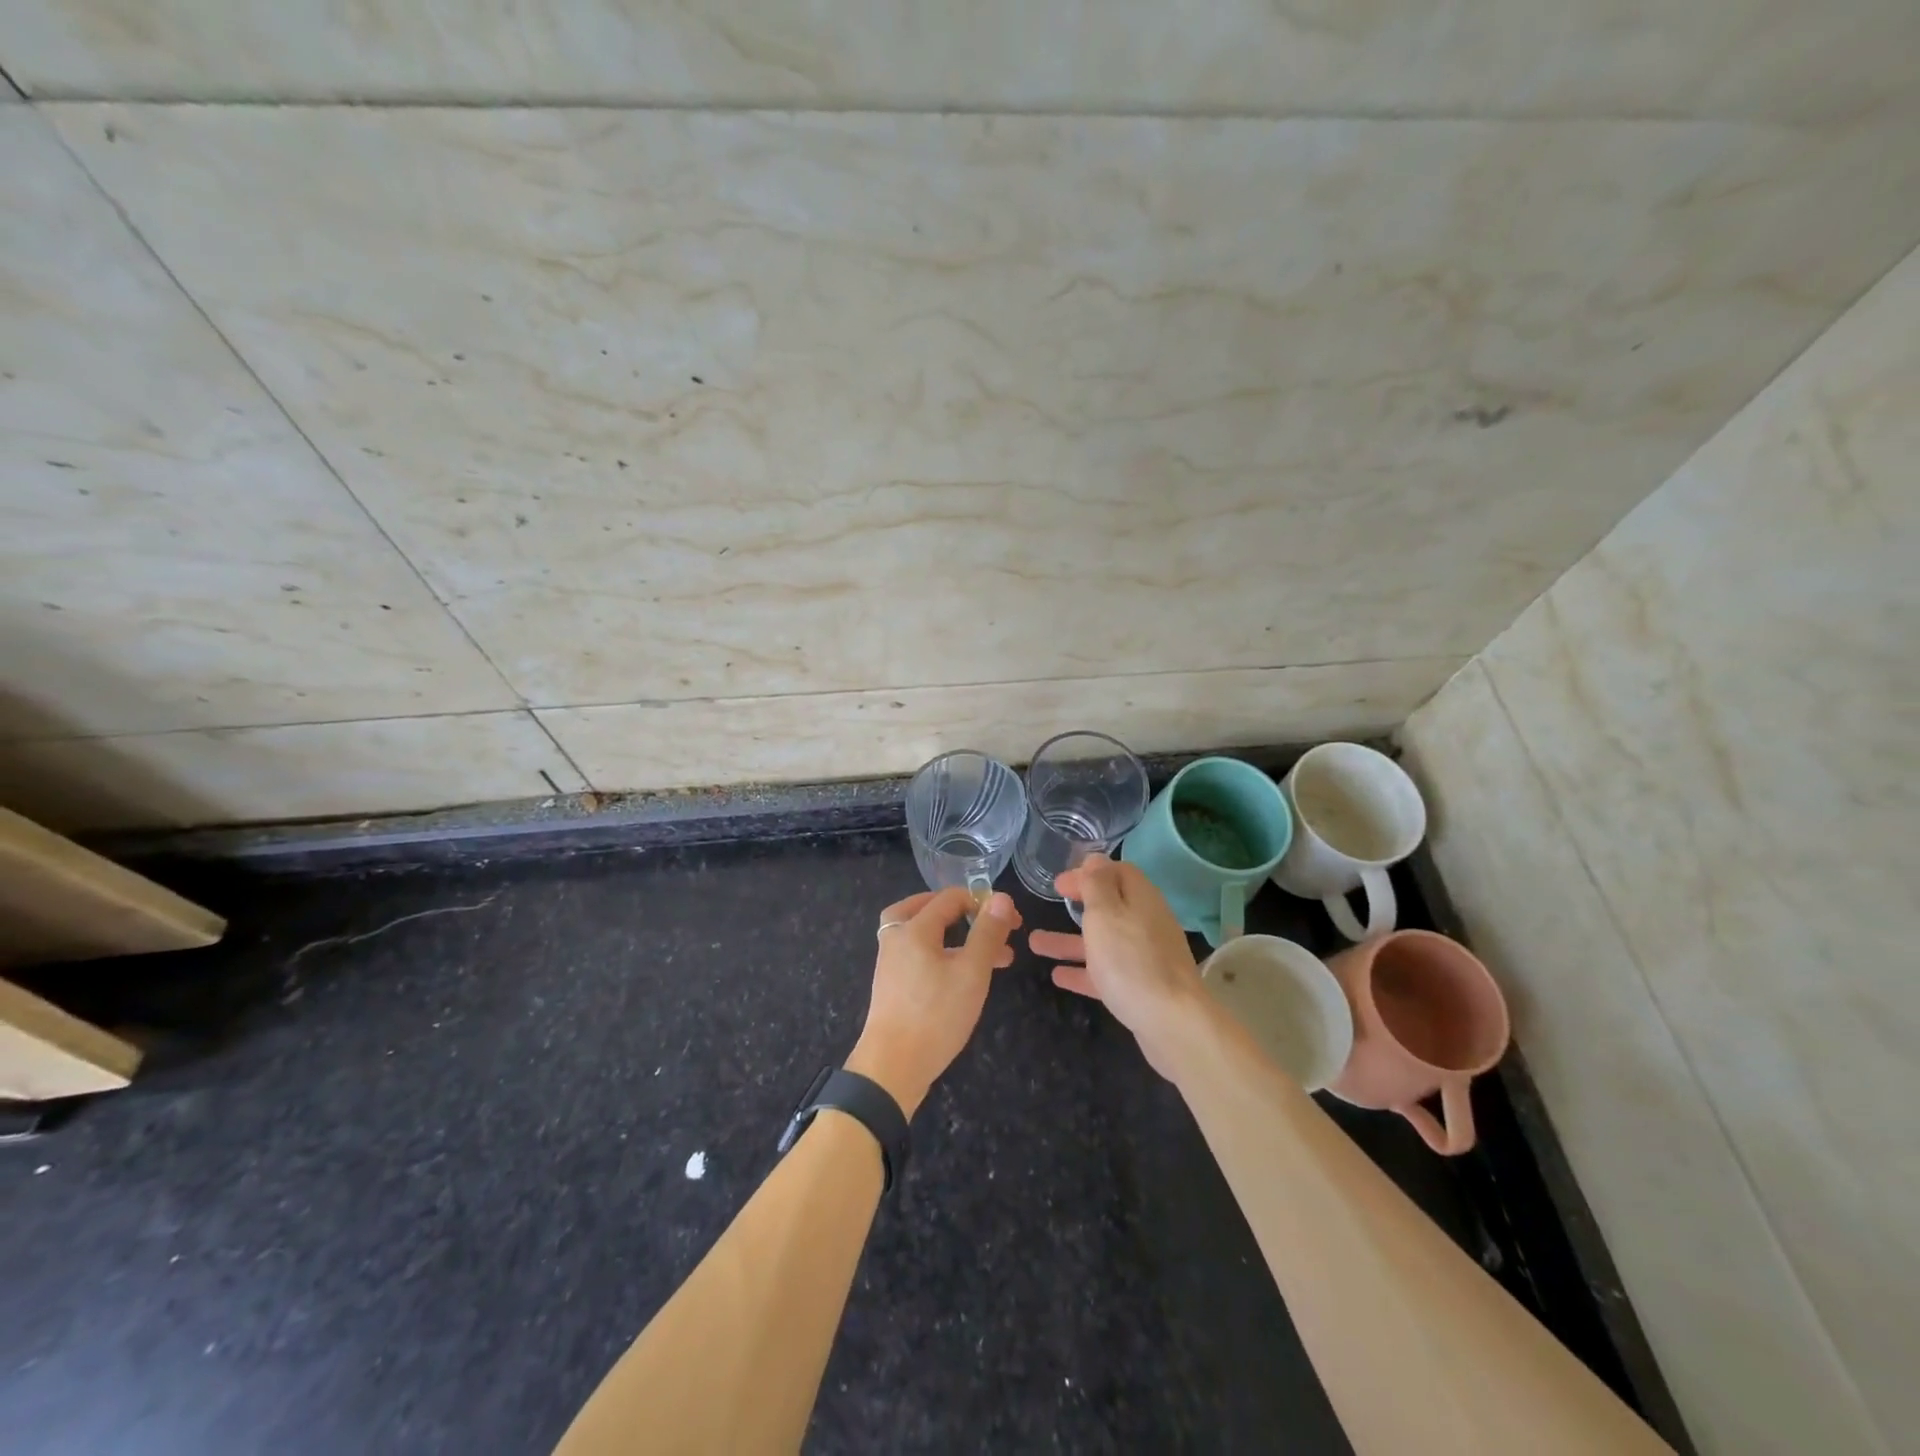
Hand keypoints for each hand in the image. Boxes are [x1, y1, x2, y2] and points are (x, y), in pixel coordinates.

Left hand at [845, 887, 1020, 1117]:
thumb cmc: (936, 1015)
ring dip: (954, 936)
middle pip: (926, 908)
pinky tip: (961, 976)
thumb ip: (987, 933)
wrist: (892, 1067)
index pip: (950, 898)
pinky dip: (941, 953)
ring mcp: (891, 963)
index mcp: (914, 928)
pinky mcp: (892, 986)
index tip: (1011, 922)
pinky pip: (918, 955)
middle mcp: (897, 938)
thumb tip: (1001, 897)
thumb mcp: (971, 972)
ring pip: (923, 934)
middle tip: (989, 926)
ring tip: (985, 953)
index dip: (984, 902)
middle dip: (963, 914)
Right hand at [1028, 855, 1207, 1079]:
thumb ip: (1097, 885)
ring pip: (1103, 941)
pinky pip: (1106, 972)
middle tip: (1051, 902)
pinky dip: (1082, 970)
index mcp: (1141, 899)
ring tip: (1033, 943)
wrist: (1172, 1023)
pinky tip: (1057, 977)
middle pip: (1111, 906)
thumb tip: (1095, 859)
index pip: (1117, 872)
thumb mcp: (1106, 914)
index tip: (1059, 882)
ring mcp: (1145, 957)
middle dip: (1079, 904)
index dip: (1088, 872)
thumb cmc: (1131, 960)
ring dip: (1069, 940)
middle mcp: (1146, 923)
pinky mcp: (1141, 988)